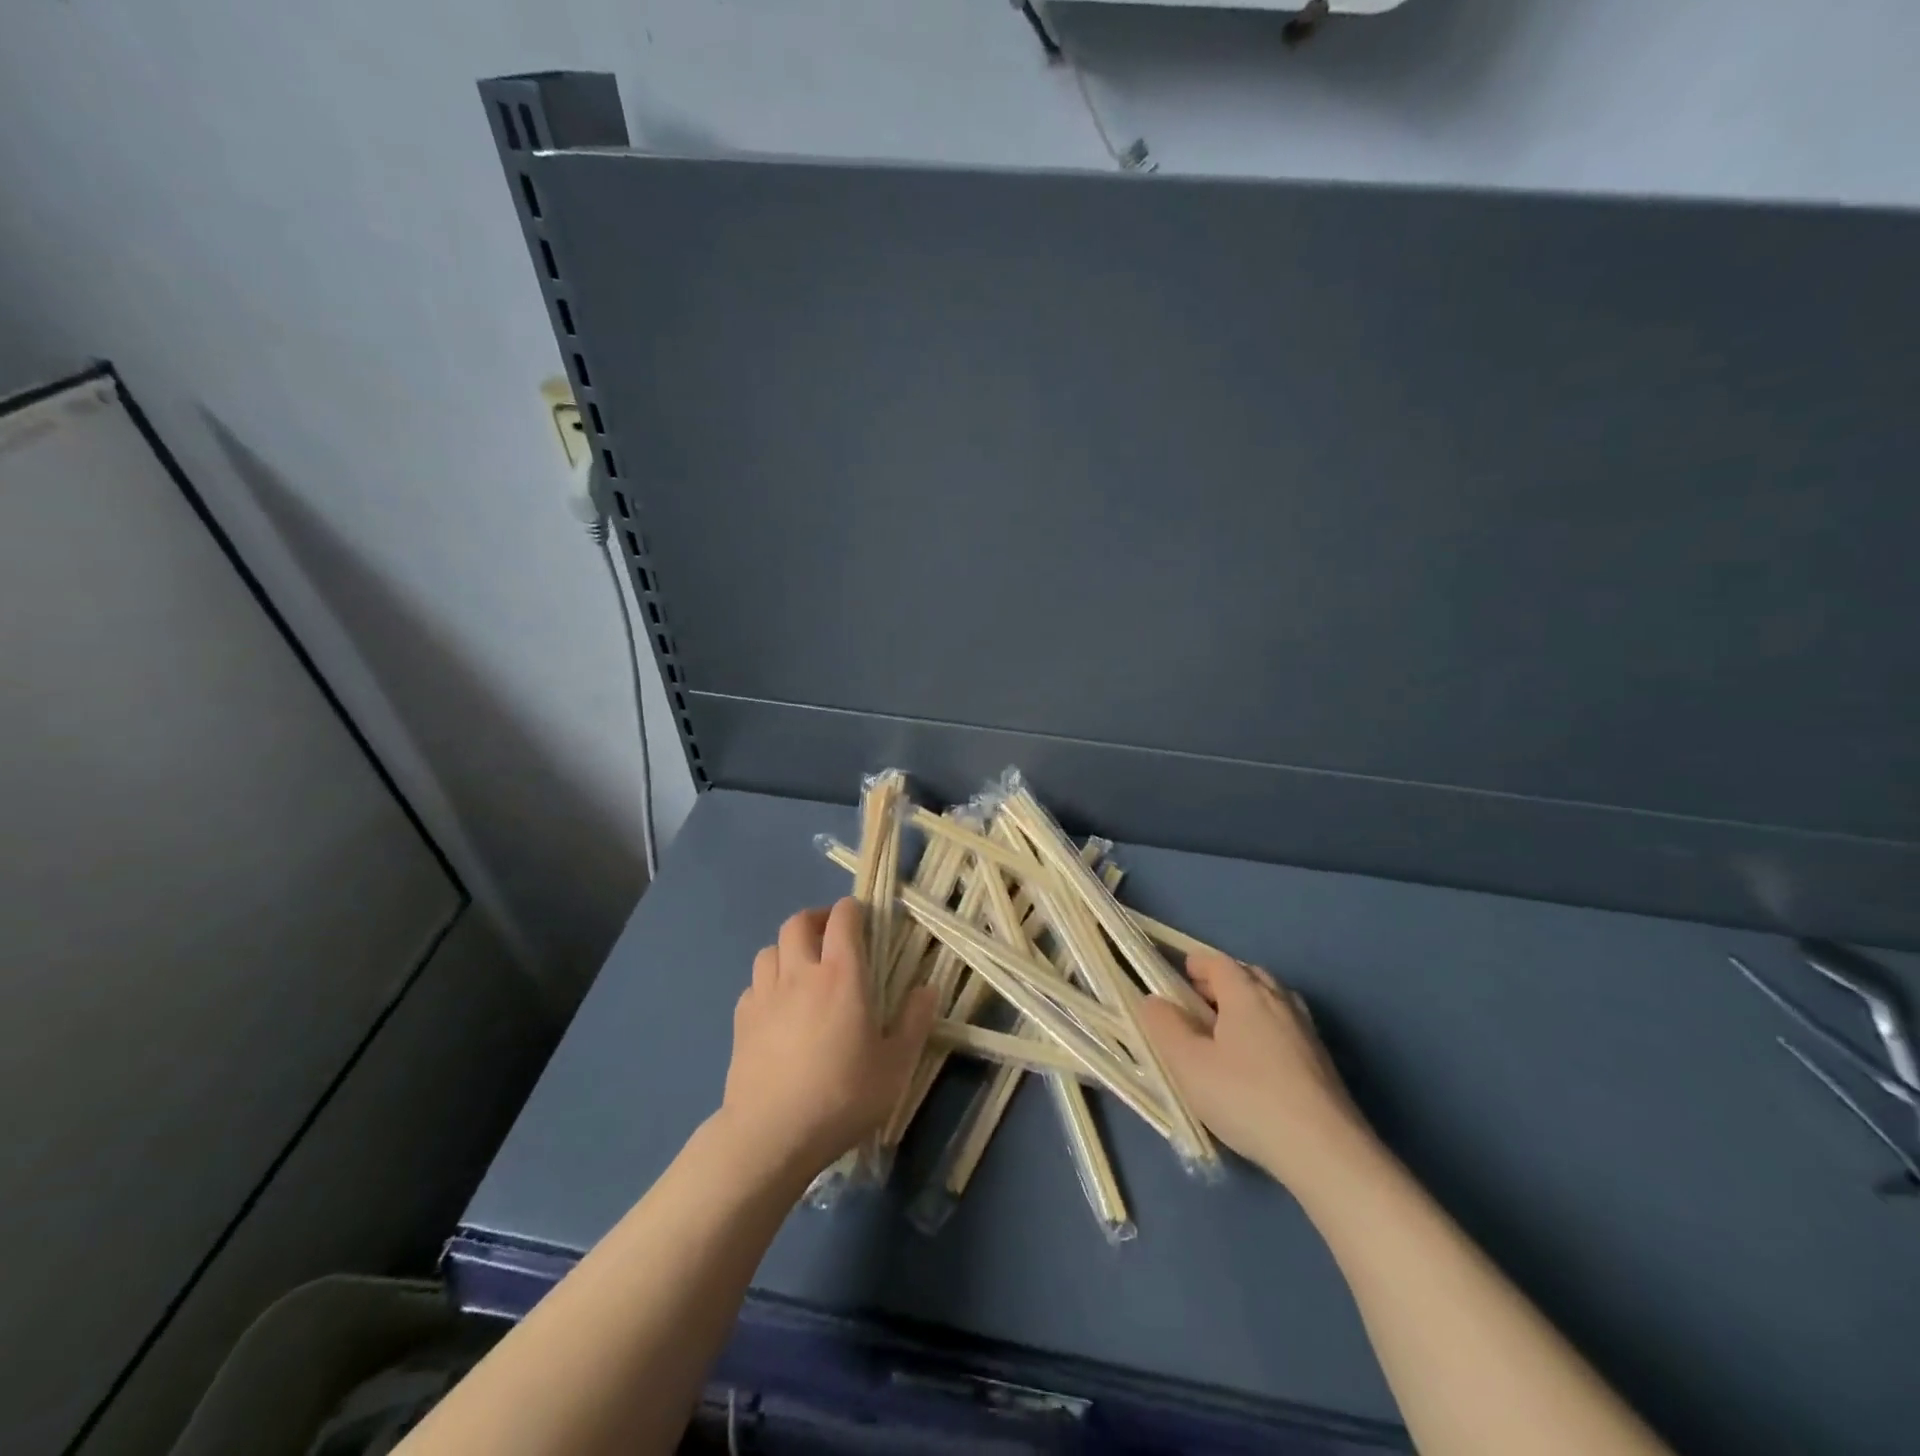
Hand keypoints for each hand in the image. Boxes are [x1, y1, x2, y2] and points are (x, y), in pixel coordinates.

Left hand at [721, 898, 937, 1179]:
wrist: (771, 1134)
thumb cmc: (842, 1096)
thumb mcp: (895, 1066)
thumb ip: (914, 1022)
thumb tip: (928, 988)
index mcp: (841, 974)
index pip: (843, 918)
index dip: (853, 910)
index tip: (865, 919)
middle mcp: (800, 973)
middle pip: (799, 922)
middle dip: (817, 920)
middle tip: (833, 937)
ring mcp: (765, 994)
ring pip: (771, 949)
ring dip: (788, 949)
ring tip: (803, 969)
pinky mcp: (741, 1020)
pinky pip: (754, 984)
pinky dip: (768, 983)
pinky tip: (778, 1007)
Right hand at [1139, 951, 1372, 1189]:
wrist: (1324, 1151)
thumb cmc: (1246, 1097)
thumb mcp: (1188, 1064)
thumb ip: (1164, 1026)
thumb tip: (1154, 1001)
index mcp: (1246, 992)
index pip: (1217, 961)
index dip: (1194, 965)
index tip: (1177, 980)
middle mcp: (1280, 1001)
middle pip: (1247, 975)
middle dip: (1220, 983)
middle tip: (1197, 1006)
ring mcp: (1306, 1031)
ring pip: (1271, 1002)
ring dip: (1246, 1007)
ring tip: (1225, 1034)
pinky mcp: (1322, 1062)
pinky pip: (1286, 1028)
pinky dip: (1266, 1031)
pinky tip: (1256, 1064)